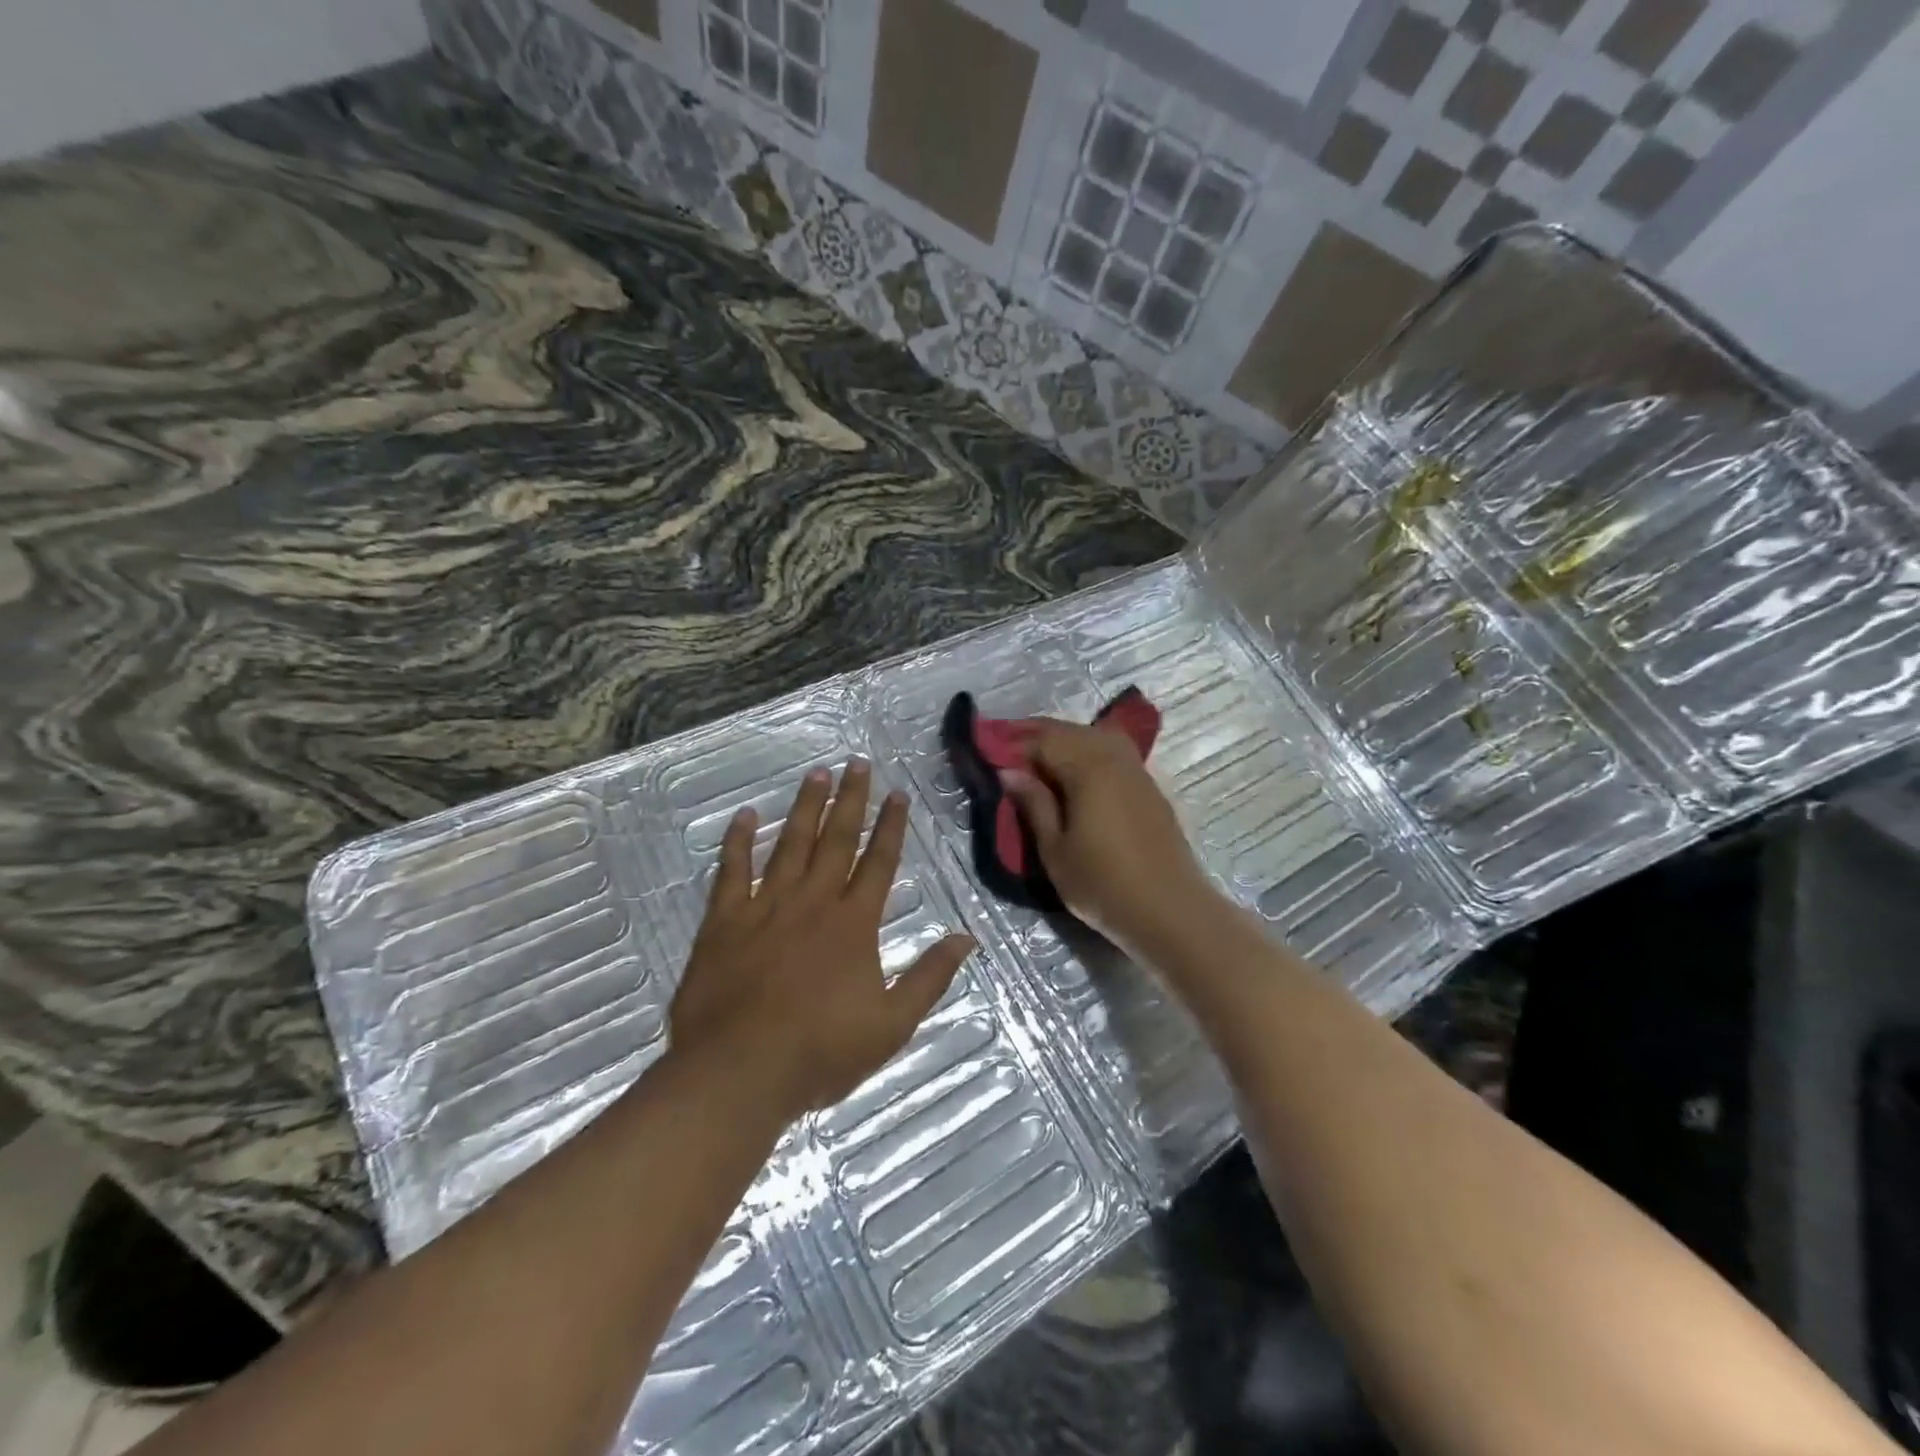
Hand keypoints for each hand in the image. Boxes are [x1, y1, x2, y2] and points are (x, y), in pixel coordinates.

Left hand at [669, 760, 975, 1123]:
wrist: (738, 1071)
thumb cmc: (820, 1051)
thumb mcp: (892, 1024)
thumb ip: (930, 977)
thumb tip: (967, 938)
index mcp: (854, 923)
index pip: (879, 862)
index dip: (891, 826)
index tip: (897, 794)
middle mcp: (813, 901)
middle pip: (837, 839)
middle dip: (851, 799)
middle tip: (856, 763)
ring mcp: (766, 907)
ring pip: (790, 844)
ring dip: (805, 808)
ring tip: (816, 774)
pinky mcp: (724, 921)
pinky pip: (732, 871)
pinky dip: (738, 841)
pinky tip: (745, 815)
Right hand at [1001, 720, 1210, 946]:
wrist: (1171, 911)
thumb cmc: (1103, 885)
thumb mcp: (1055, 850)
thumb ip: (1033, 804)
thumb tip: (1009, 772)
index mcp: (1088, 768)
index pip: (1043, 740)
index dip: (1013, 745)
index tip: (988, 755)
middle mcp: (1114, 758)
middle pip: (1070, 731)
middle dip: (1036, 736)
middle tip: (1007, 752)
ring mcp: (1137, 770)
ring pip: (1095, 736)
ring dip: (1064, 740)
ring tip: (1038, 761)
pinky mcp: (1149, 787)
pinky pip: (1113, 752)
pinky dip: (1088, 752)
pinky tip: (1075, 773)